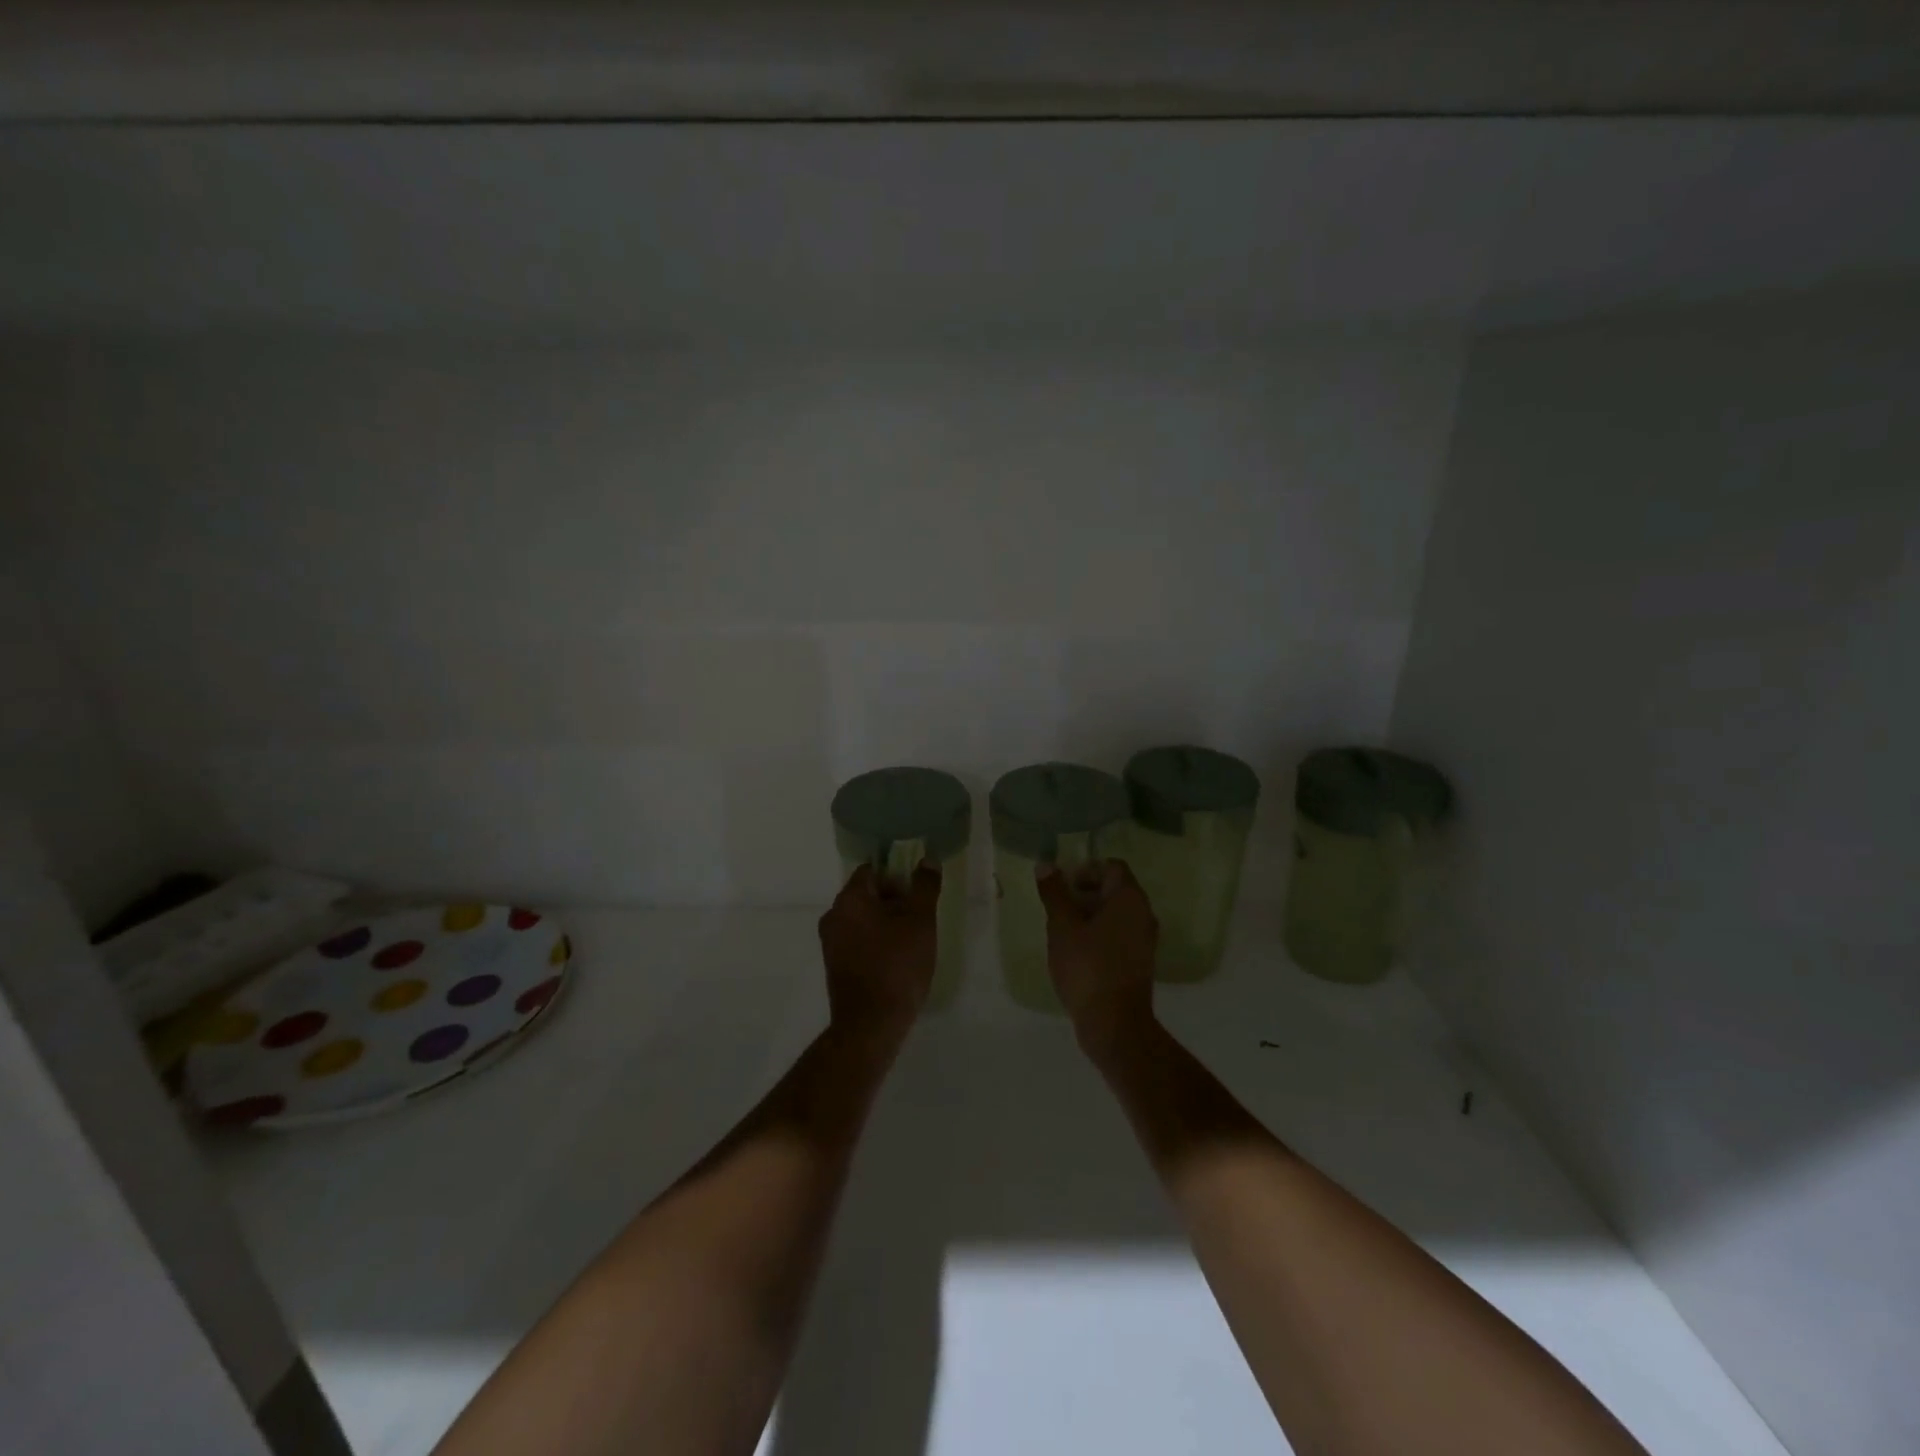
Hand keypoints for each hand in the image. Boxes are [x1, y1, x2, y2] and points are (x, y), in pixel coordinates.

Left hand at [818, 862, 941, 1048]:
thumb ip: (925, 887)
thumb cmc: (897, 966)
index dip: (898, 876)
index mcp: (849, 899)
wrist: (870, 1025)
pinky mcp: (834, 965)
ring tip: (912, 941)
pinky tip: (897, 960)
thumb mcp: (920, 922)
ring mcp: (830, 942)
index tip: (918, 894)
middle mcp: (833, 915)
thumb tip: (928, 860)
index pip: (872, 870)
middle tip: (920, 918)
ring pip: (862, 919)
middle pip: (867, 894)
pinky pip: (857, 940)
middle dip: (894, 900)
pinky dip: (876, 941)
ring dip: (886, 922)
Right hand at [1037, 859, 1158, 1058]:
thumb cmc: (1087, 967)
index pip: (1111, 866)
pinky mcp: (1140, 962)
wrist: (1115, 1024)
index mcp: (1129, 898)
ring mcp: (1145, 939)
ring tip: (1063, 932)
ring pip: (1116, 914)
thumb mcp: (1062, 926)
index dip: (1085, 870)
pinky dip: (1099, 935)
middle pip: (1114, 889)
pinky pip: (1119, 935)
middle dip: (1084, 893)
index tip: (1062, 887)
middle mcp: (1143, 913)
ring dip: (1089, 915)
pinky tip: (1077, 953)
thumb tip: (1046, 865)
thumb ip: (1054, 893)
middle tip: (1057, 909)